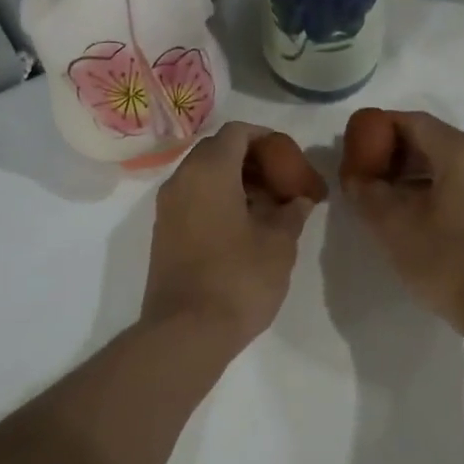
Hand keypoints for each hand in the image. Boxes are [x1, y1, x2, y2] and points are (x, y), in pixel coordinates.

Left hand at [141, 122, 326, 349]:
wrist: (186, 331)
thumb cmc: (239, 278)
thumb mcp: (279, 243)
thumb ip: (291, 212)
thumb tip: (298, 201)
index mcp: (208, 171)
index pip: (238, 132)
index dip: (268, 139)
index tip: (291, 159)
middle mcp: (181, 180)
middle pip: (218, 151)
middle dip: (253, 161)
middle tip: (284, 183)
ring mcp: (167, 208)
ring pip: (205, 177)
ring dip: (238, 182)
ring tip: (271, 208)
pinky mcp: (164, 233)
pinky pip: (194, 200)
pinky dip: (221, 201)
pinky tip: (247, 228)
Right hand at [340, 109, 463, 323]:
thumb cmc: (444, 259)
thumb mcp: (392, 225)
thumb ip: (366, 192)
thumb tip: (356, 178)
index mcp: (462, 152)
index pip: (412, 121)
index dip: (378, 129)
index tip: (353, 147)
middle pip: (431, 141)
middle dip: (393, 154)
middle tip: (363, 175)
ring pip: (446, 165)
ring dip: (411, 175)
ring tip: (383, 198)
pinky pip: (461, 185)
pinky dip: (433, 190)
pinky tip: (413, 216)